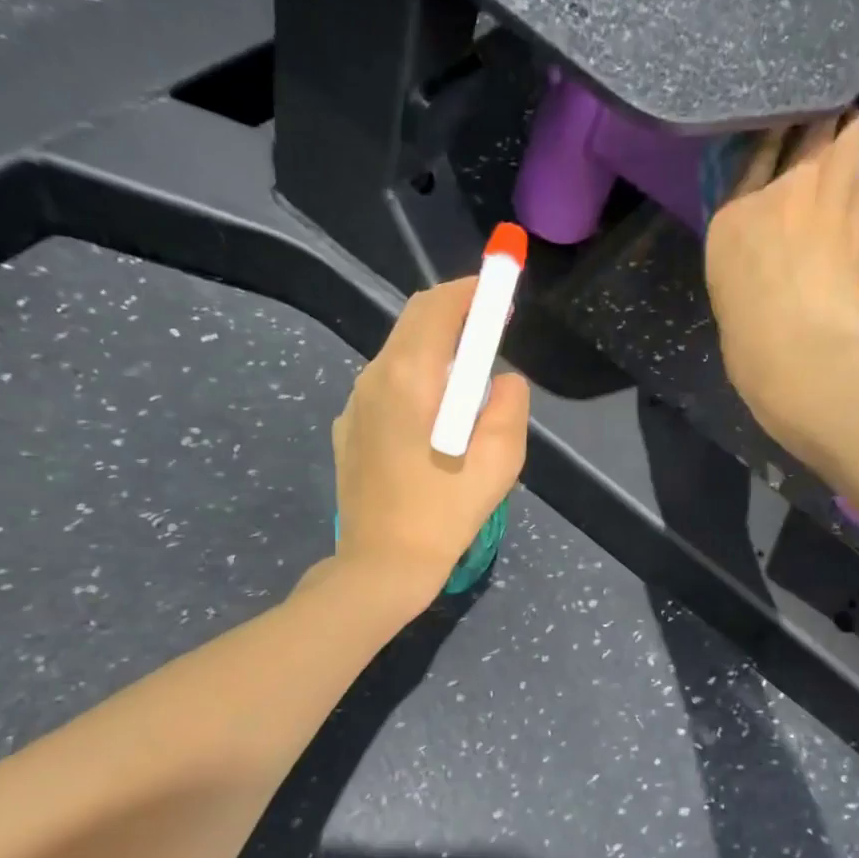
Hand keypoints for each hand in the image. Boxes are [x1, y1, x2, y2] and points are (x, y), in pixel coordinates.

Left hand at [331, 275, 529, 605]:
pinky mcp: (349, 430)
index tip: (501, 294)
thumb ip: (509, 405)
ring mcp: (355, 405)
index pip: (437, 307)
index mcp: (409, 378)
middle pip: (414, 323)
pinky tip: (434, 422)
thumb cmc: (444, 514)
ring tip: (469, 382)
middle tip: (491, 330)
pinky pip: (386, 387)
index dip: (472, 291)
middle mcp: (373, 379)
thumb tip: (503, 379)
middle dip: (455, 315)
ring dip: (436, 351)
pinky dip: (416, 382)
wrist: (380, 566)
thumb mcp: (499, 461)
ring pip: (399, 354)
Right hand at [704, 112, 858, 457]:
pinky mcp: (858, 220)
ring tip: (847, 123)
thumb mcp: (725, 283)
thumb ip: (741, 241)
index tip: (777, 117)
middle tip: (817, 110)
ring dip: (846, 125)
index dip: (768, 130)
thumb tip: (762, 222)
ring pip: (842, 136)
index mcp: (732, 216)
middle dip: (811, 115)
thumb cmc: (748, 334)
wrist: (798, 357)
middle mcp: (777, 195)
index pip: (752, 154)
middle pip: (800, 131)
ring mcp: (822, 201)